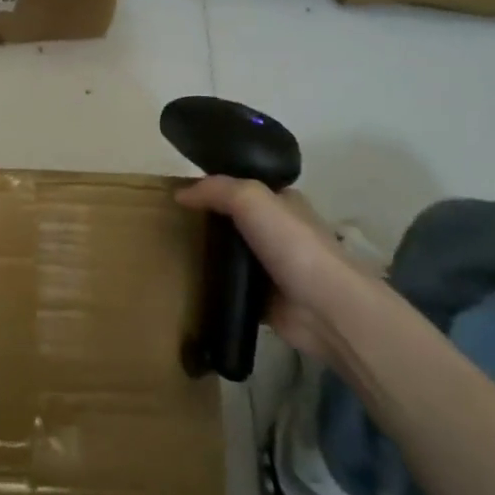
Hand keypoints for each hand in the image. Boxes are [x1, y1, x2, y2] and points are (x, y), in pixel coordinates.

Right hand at [175, 178, 370, 358]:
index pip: (242, 186)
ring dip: (208, 254)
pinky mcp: (265, 298)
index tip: (180, 192)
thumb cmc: (293, 244)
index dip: (213, 186)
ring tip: (169, 251)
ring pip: (230, 254)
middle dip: (206, 221)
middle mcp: (279, 231)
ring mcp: (272, 267)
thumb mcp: (251, 199)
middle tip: (169, 223)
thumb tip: (179, 194)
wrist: (326, 308)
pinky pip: (231, 286)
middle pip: (234, 220)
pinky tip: (186, 281)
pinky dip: (213, 285)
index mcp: (282, 202)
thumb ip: (215, 190)